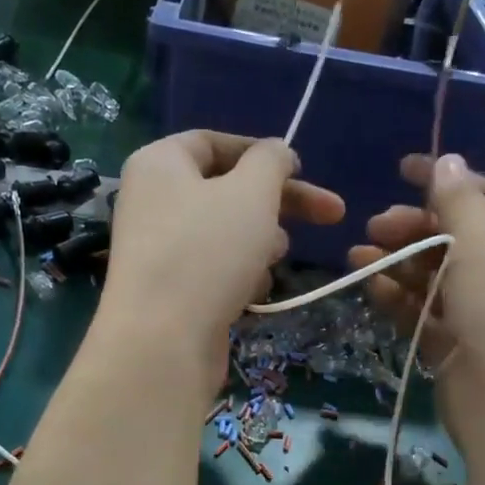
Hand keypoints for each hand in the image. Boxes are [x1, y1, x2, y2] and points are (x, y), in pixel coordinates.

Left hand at [102, 130, 343, 393]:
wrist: (162, 342)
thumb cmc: (208, 252)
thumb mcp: (252, 192)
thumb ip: (271, 162)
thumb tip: (277, 152)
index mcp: (159, 164)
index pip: (214, 142)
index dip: (261, 152)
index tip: (300, 169)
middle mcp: (153, 201)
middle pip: (227, 190)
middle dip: (279, 204)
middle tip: (332, 216)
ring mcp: (159, 249)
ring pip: (225, 232)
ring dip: (261, 242)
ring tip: (276, 258)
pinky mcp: (170, 290)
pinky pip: (214, 268)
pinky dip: (239, 274)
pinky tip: (254, 291)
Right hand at [349, 153, 484, 472]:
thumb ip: (460, 202)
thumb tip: (448, 159)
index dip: (447, 179)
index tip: (402, 170)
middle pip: (456, 236)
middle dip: (414, 227)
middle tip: (374, 227)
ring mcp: (483, 312)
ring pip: (435, 274)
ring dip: (398, 262)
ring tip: (357, 256)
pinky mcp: (456, 345)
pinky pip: (425, 310)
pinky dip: (399, 296)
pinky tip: (369, 284)